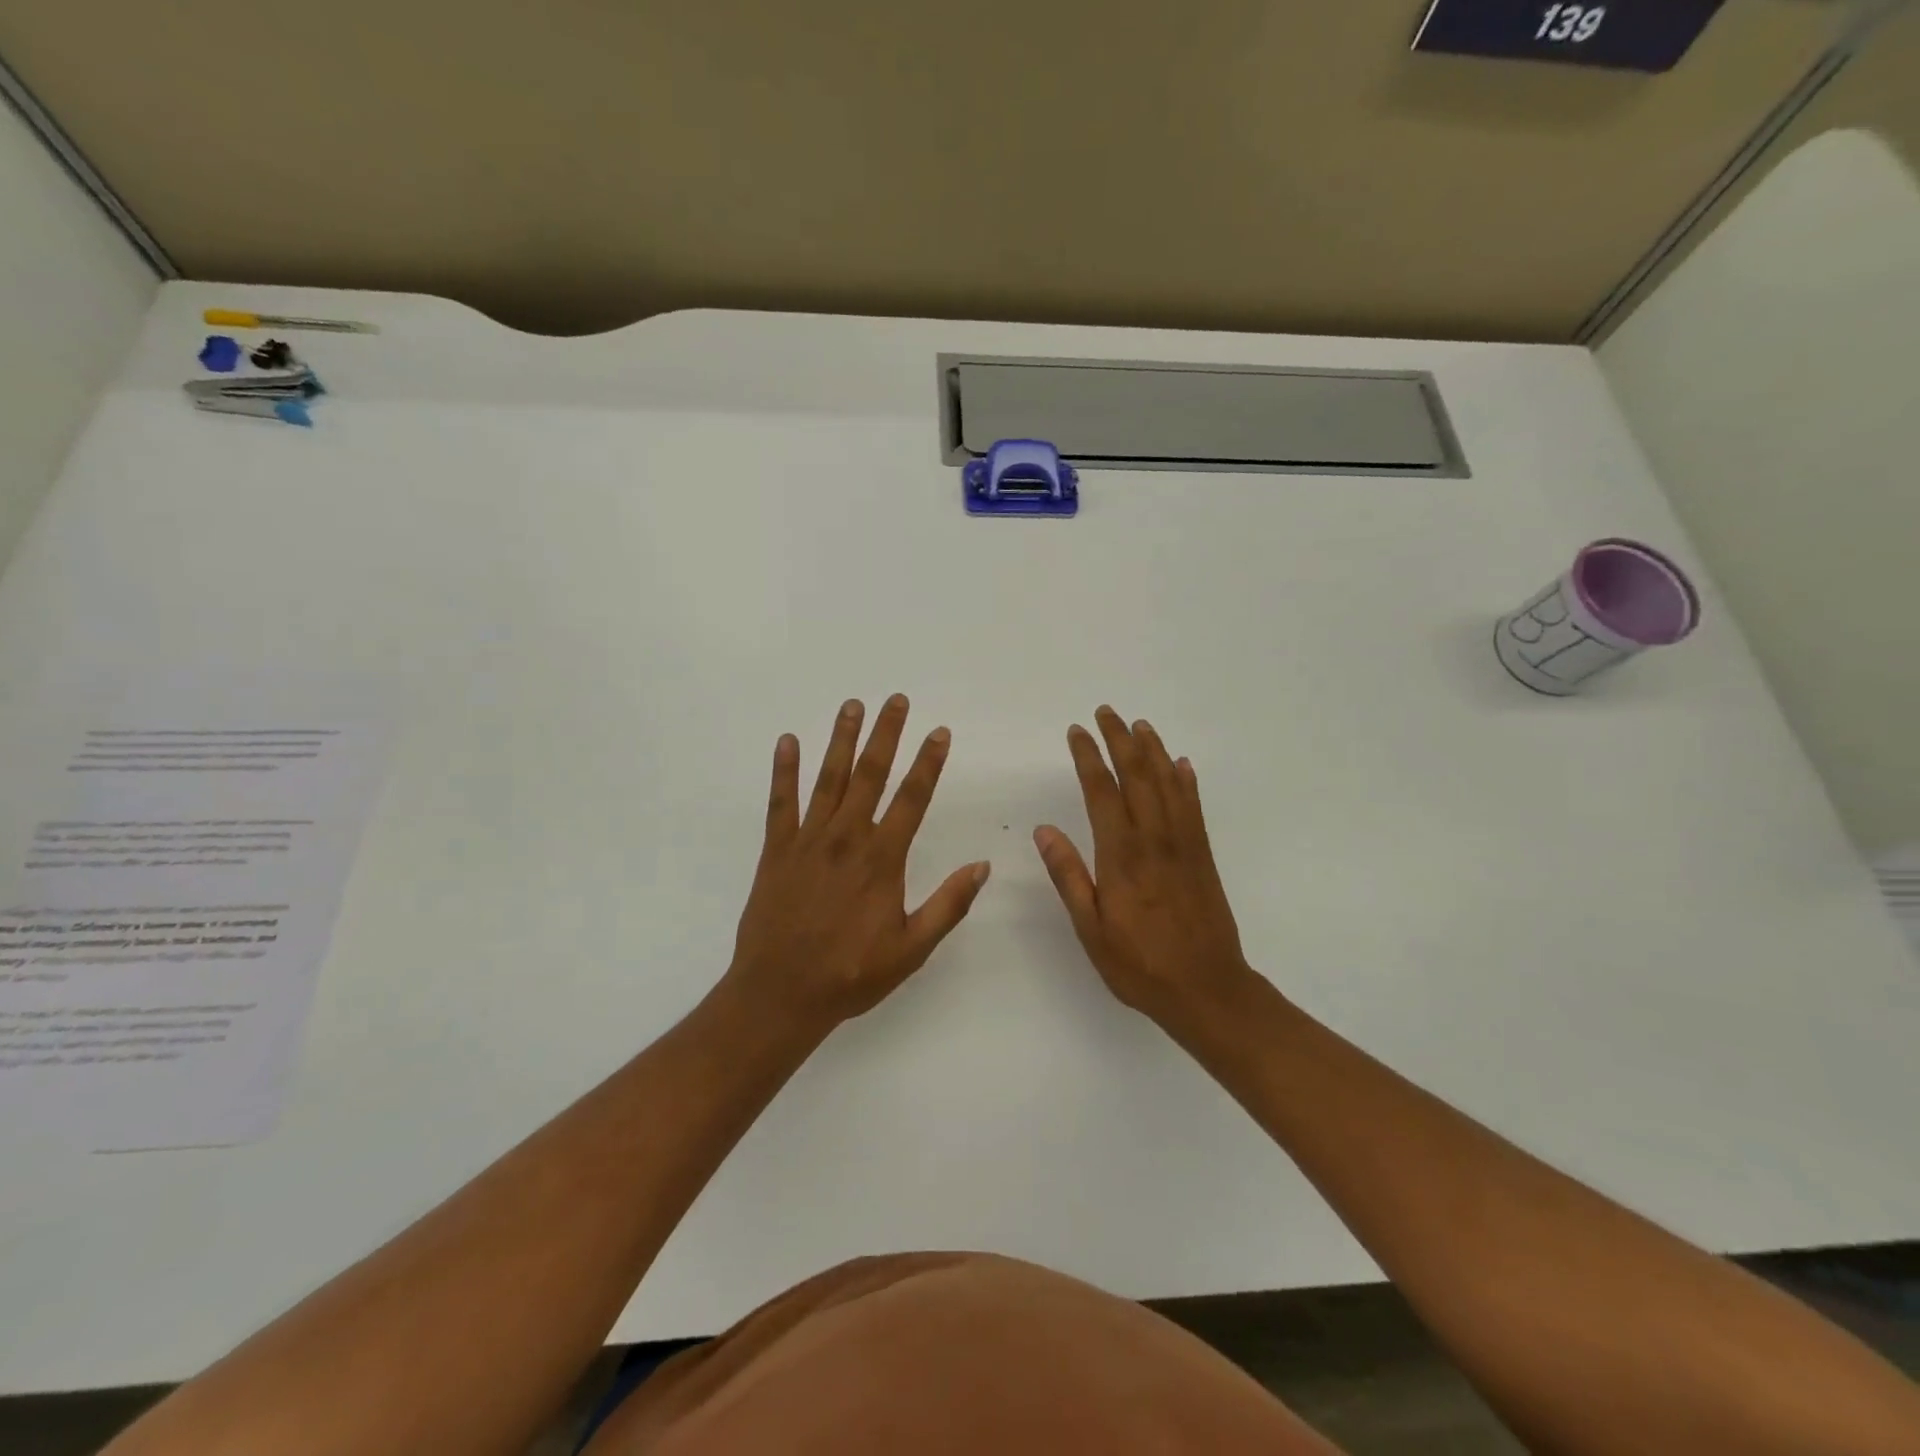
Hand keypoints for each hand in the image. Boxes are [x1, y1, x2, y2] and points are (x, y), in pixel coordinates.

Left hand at [725, 695, 989, 1033]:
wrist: (780, 994)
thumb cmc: (851, 974)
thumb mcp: (911, 949)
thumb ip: (948, 905)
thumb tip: (982, 866)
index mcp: (882, 860)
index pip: (912, 799)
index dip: (928, 763)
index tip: (939, 732)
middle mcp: (846, 839)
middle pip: (870, 775)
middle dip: (886, 734)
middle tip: (896, 700)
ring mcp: (808, 841)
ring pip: (828, 779)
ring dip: (841, 739)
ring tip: (852, 705)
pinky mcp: (776, 850)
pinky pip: (780, 802)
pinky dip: (784, 770)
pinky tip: (788, 741)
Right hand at [1034, 706, 1253, 1028]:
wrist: (1208, 990)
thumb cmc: (1140, 965)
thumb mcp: (1090, 929)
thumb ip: (1069, 876)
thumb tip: (1045, 830)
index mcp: (1122, 856)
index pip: (1102, 792)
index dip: (1088, 757)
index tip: (1077, 731)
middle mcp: (1154, 840)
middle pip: (1137, 776)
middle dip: (1120, 740)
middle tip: (1107, 712)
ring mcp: (1184, 845)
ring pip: (1168, 784)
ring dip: (1153, 751)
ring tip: (1140, 725)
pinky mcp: (1203, 856)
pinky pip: (1194, 807)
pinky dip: (1186, 781)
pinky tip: (1181, 765)